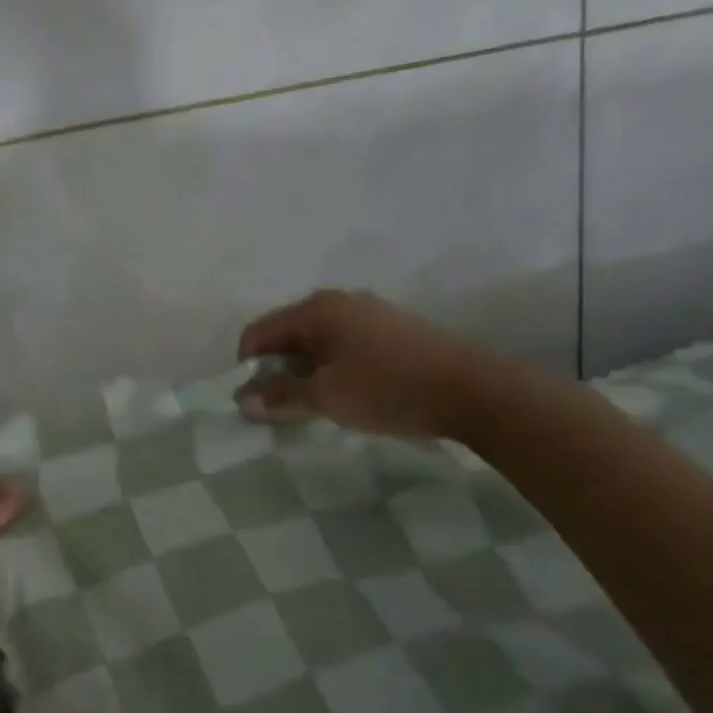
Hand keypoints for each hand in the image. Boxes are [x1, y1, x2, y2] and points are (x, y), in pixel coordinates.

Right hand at [235, 289, 489, 439]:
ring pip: (314, 343)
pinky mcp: (389, 331)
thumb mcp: (326, 397)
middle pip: (285, 336)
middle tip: (281, 410)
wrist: (470, 389)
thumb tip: (242, 401)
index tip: (255, 404)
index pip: (257, 333)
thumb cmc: (387, 389)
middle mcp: (338, 303)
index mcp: (316, 310)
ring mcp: (367, 314)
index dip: (246, 369)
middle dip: (275, 372)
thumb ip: (280, 397)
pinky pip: (340, 347)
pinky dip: (329, 370)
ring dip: (303, 374)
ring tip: (313, 408)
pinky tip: (344, 397)